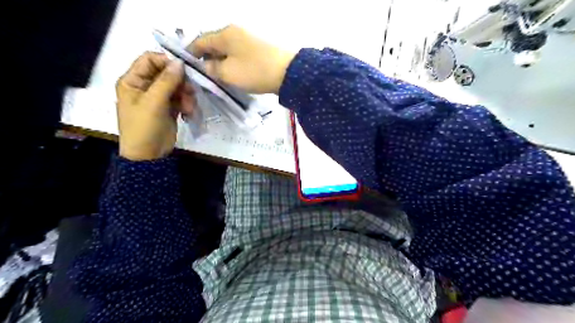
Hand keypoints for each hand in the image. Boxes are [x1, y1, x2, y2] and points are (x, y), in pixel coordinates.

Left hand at [115, 52, 194, 161]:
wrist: (149, 154)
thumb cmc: (144, 127)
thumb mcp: (154, 103)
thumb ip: (166, 81)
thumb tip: (179, 62)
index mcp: (133, 80)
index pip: (149, 59)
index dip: (166, 62)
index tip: (183, 70)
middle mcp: (145, 86)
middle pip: (166, 73)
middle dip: (180, 82)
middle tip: (190, 92)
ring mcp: (158, 97)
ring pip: (177, 86)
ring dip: (186, 95)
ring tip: (189, 107)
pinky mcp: (169, 107)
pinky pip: (181, 98)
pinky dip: (187, 103)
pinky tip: (188, 113)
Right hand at [190, 24, 292, 92]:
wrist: (288, 72)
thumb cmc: (255, 71)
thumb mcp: (228, 73)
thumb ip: (212, 69)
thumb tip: (205, 66)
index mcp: (225, 34)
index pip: (200, 41)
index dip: (191, 53)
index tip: (186, 66)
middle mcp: (235, 32)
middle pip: (214, 44)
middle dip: (206, 59)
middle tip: (202, 75)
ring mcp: (248, 39)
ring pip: (227, 50)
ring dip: (220, 62)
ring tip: (217, 77)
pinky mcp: (258, 49)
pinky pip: (239, 54)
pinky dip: (232, 63)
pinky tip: (233, 74)